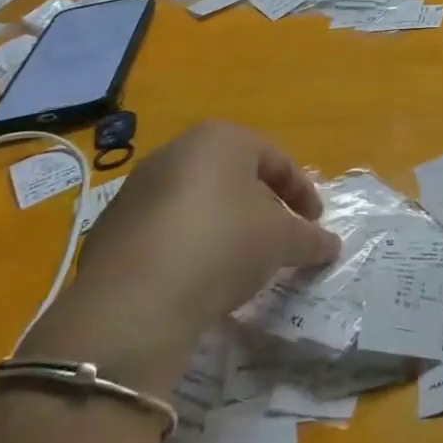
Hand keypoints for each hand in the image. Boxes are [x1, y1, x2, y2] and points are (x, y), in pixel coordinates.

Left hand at [24, 121, 338, 394]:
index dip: (302, 192)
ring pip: (199, 202)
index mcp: (221, 139)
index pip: (276, 159)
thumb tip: (330, 245)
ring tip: (242, 263)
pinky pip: (167, 230)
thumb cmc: (224, 245)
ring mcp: (137, 189)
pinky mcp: (112, 228)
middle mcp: (176, 151)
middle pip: (234, 176)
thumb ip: (310, 238)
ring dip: (225, 226)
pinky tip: (200, 278)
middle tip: (281, 239)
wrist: (133, 303)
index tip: (315, 224)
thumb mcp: (282, 241)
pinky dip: (191, 246)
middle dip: (262, 206)